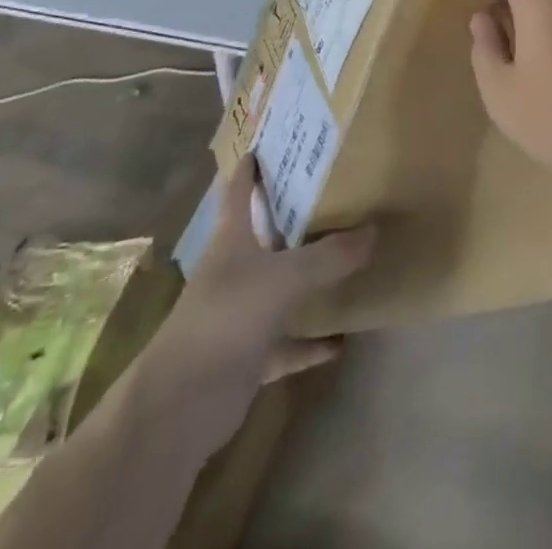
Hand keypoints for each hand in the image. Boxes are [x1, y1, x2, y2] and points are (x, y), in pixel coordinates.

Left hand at [135, 155, 372, 446]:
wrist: (178, 407)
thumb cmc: (226, 319)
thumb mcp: (285, 278)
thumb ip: (329, 256)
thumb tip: (373, 231)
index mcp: (231, 241)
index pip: (239, 192)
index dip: (250, 168)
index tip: (265, 144)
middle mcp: (233, 271)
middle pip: (263, 236)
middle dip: (291, 217)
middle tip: (331, 194)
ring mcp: (239, 315)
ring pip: (278, 288)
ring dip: (306, 279)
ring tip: (345, 261)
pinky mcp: (247, 356)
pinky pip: (287, 342)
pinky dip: (310, 342)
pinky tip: (340, 341)